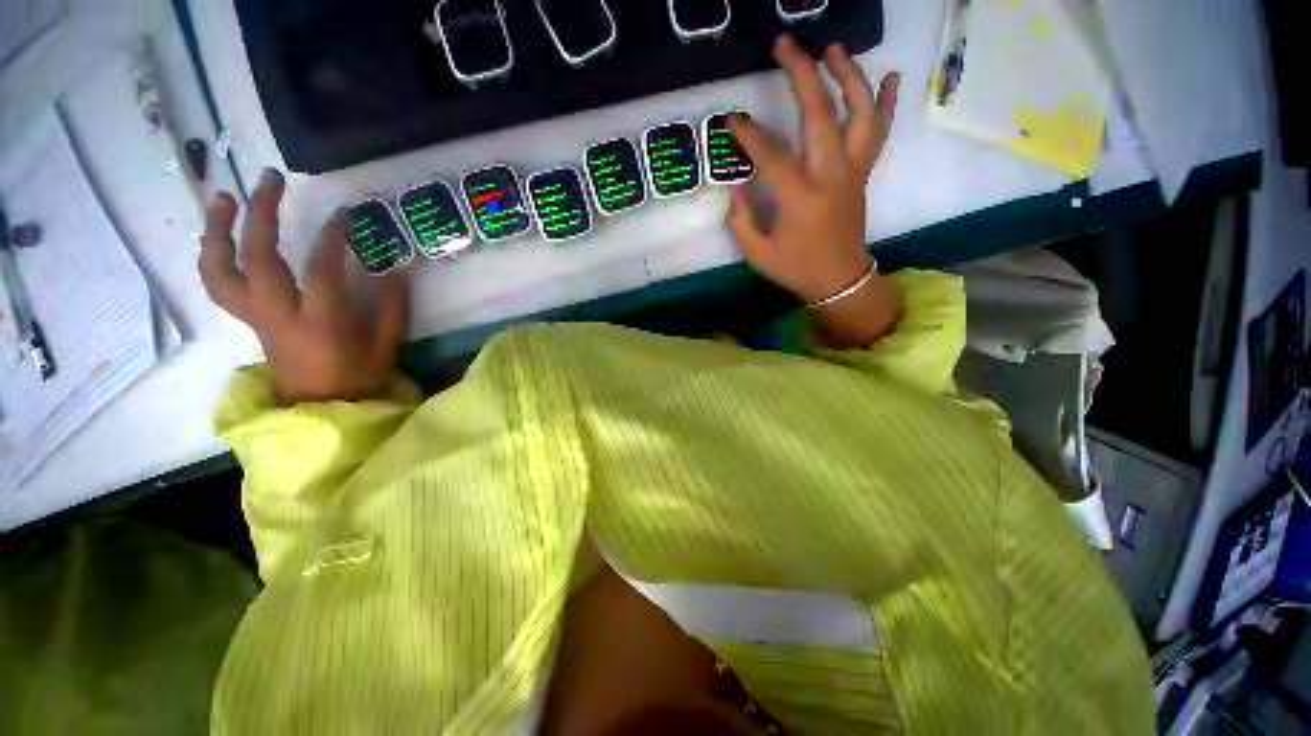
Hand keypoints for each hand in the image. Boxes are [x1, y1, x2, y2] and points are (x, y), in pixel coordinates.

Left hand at [199, 169, 407, 404]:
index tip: (344, 214)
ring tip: (224, 197)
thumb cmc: (359, 380)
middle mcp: (278, 315)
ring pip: (220, 269)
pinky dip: (212, 255)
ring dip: (217, 229)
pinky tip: (220, 234)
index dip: (331, 237)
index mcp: (320, 323)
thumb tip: (395, 270)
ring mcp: (256, 317)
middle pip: (257, 257)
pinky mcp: (247, 320)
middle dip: (261, 213)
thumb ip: (392, 308)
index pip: (320, 270)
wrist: (322, 409)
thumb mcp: (387, 347)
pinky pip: (217, 284)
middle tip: (270, 180)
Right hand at [727, 36, 901, 346]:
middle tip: (785, 45)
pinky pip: (880, 132)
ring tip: (832, 48)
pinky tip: (889, 77)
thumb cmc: (796, 268)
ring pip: (859, 113)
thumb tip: (737, 187)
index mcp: (799, 197)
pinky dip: (886, 102)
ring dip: (848, 75)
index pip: (771, 154)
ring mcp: (852, 171)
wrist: (839, 280)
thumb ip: (741, 219)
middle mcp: (830, 175)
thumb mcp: (757, 253)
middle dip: (801, 74)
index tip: (733, 120)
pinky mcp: (864, 174)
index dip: (749, 134)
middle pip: (819, 114)